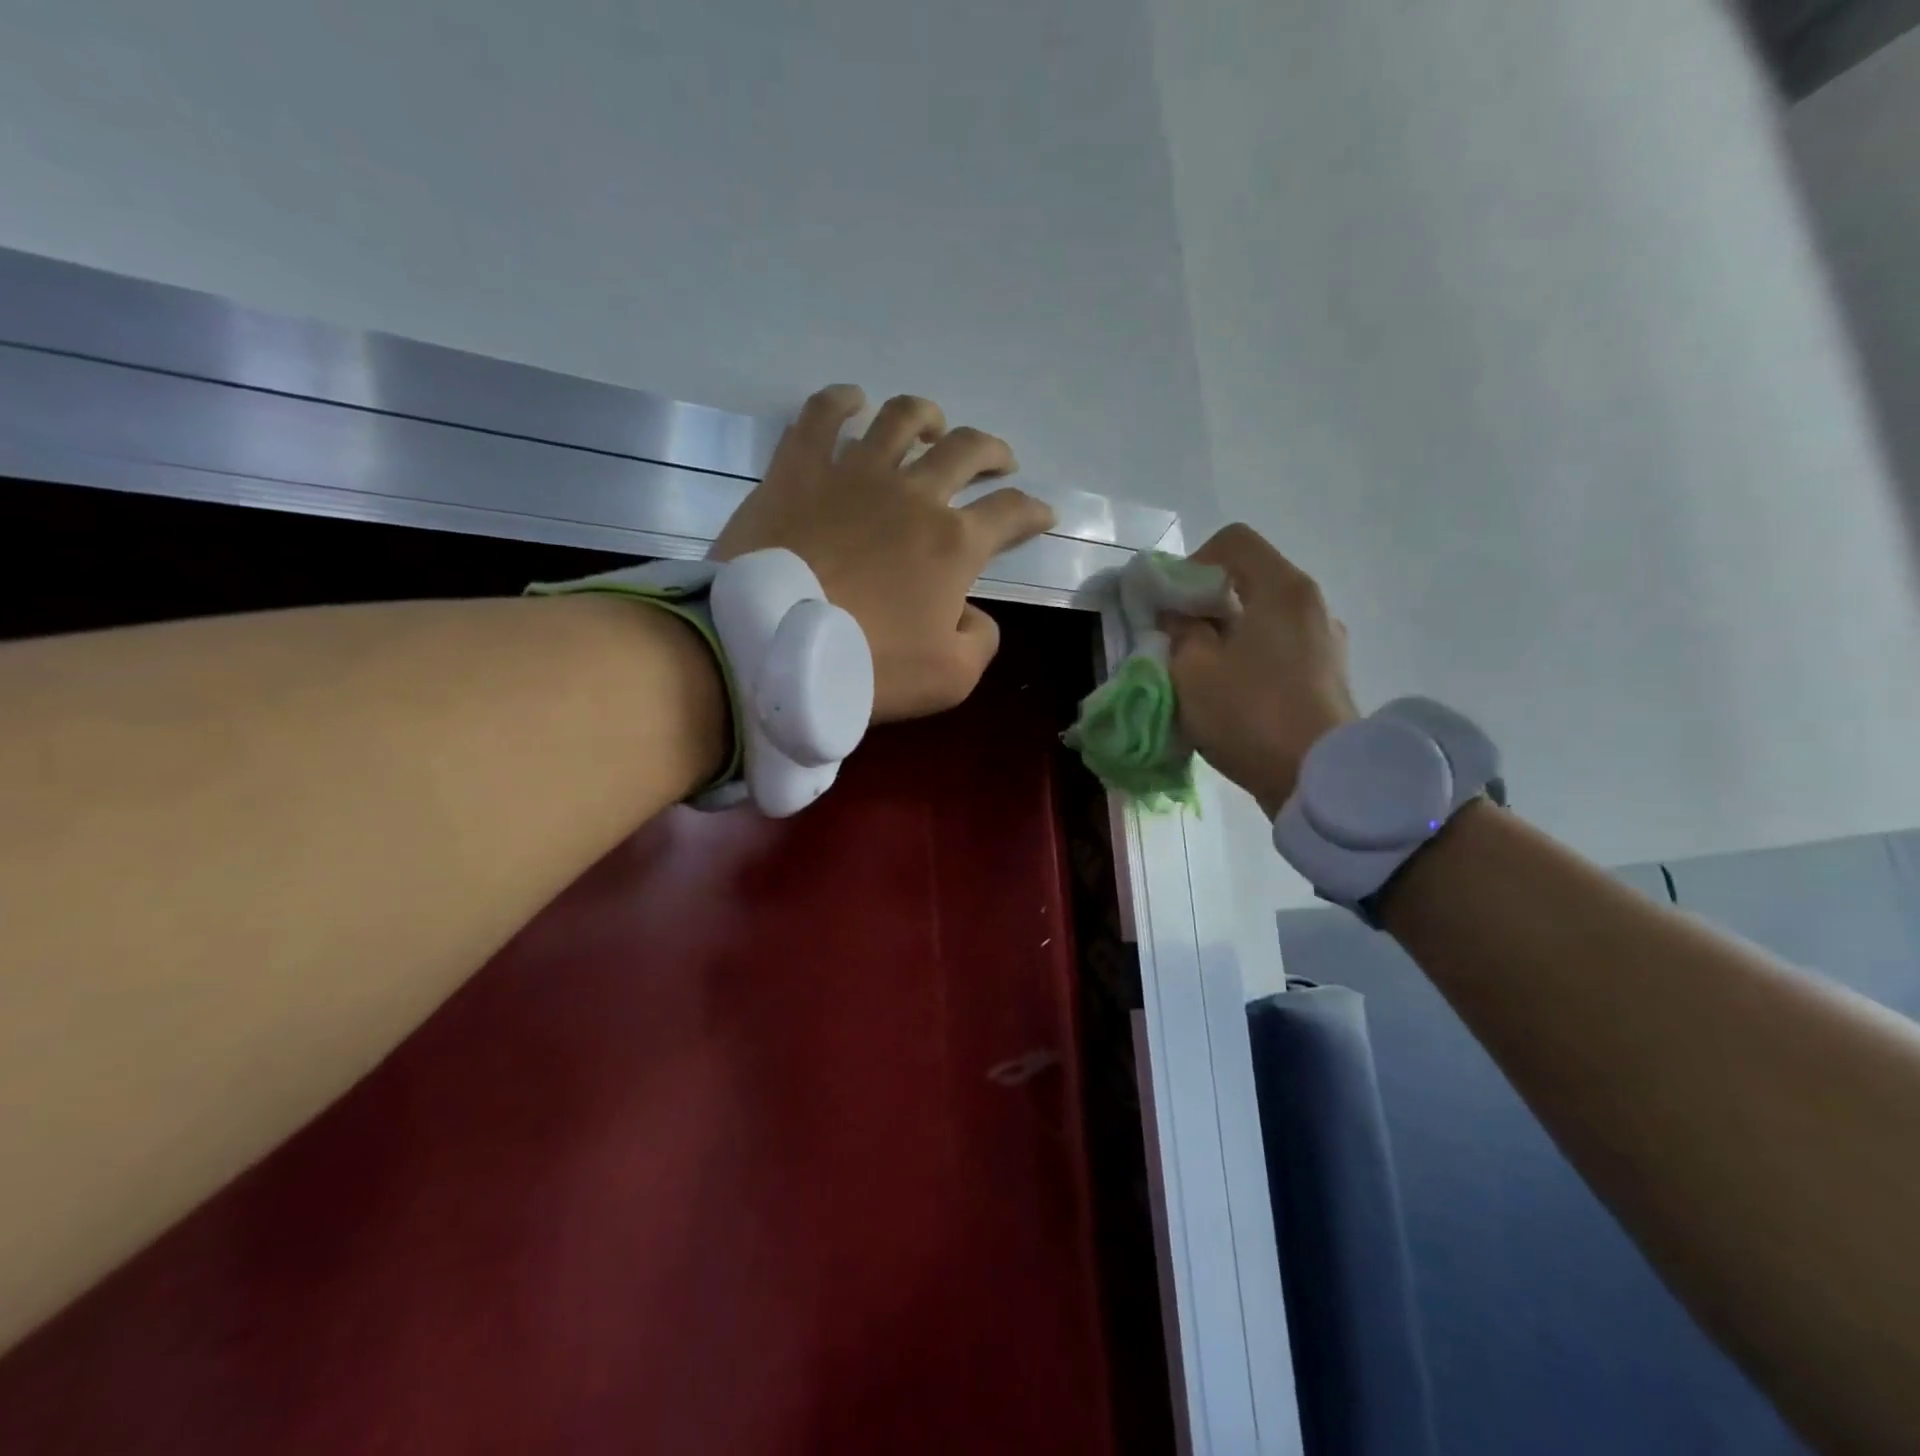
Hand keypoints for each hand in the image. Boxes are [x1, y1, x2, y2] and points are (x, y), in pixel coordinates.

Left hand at [713, 385, 1055, 721]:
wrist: (770, 648)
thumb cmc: (865, 667)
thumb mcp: (950, 678)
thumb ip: (979, 640)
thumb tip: (971, 612)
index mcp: (954, 544)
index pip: (1010, 513)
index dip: (1033, 511)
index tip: (1042, 515)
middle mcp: (913, 494)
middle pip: (966, 451)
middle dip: (992, 453)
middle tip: (999, 463)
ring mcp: (854, 474)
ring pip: (901, 419)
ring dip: (926, 417)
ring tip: (933, 425)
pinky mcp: (798, 470)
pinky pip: (821, 416)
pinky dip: (841, 402)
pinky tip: (852, 401)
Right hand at [1166, 524, 1359, 815]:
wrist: (1320, 780)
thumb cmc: (1251, 714)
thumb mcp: (1193, 670)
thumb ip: (1179, 630)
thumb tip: (1179, 615)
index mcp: (1282, 588)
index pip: (1234, 541)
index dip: (1192, 562)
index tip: (1173, 606)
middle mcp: (1312, 603)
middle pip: (1250, 580)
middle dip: (1206, 604)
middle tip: (1178, 642)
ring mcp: (1327, 640)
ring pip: (1264, 618)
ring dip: (1228, 635)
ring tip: (1205, 675)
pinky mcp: (1329, 675)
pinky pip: (1281, 649)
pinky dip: (1252, 659)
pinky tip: (1236, 697)